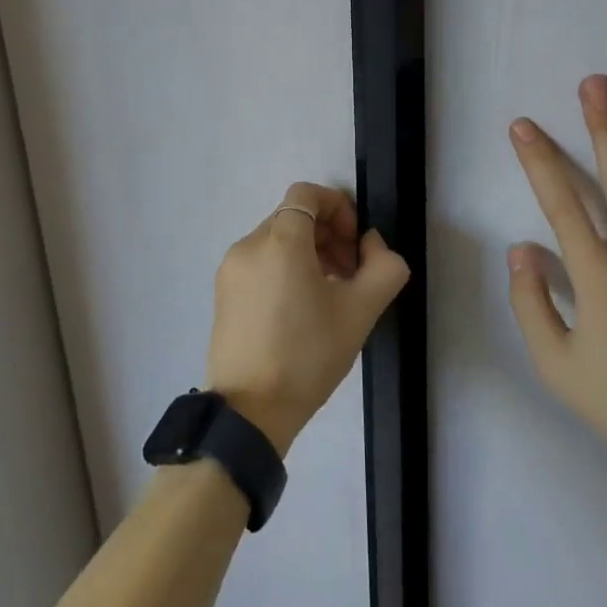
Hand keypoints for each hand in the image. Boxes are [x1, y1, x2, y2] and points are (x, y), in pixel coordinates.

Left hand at [205, 182, 409, 456]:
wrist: (249, 412)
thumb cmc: (307, 356)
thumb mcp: (360, 312)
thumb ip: (383, 268)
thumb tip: (373, 246)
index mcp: (280, 240)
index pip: (307, 194)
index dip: (338, 207)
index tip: (355, 244)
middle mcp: (249, 244)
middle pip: (293, 217)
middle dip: (328, 235)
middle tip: (350, 274)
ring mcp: (231, 269)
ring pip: (276, 241)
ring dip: (309, 254)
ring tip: (329, 296)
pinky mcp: (223, 293)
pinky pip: (260, 263)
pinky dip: (285, 269)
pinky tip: (300, 310)